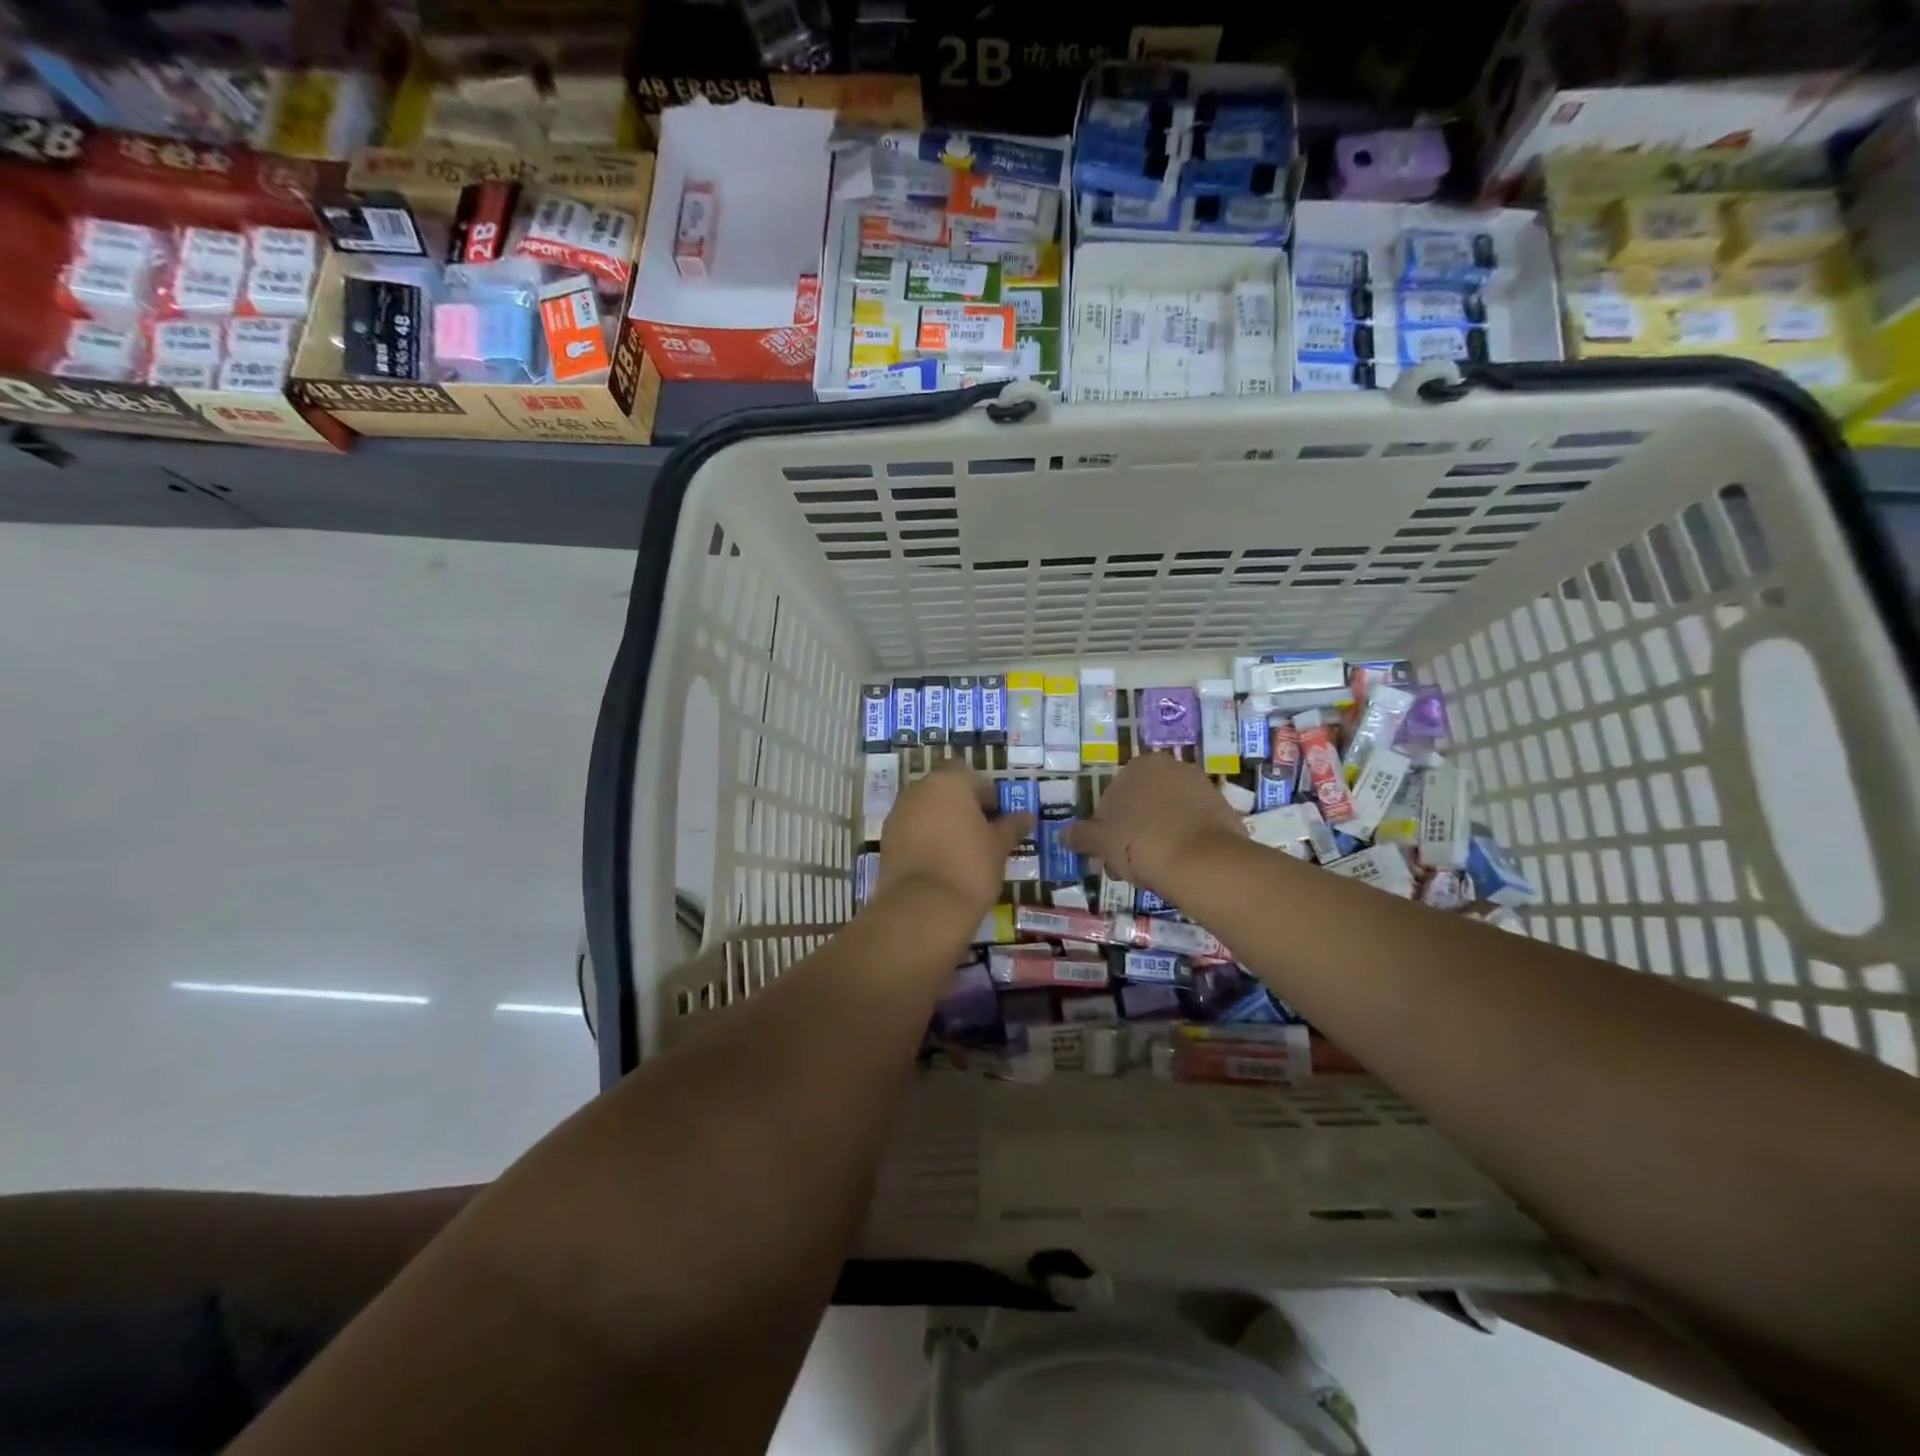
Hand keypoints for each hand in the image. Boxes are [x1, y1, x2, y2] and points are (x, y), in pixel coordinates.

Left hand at [877, 761, 1031, 918]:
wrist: (923, 906)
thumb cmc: (970, 866)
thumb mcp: (999, 846)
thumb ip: (1011, 826)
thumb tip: (1027, 816)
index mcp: (950, 782)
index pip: (974, 779)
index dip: (988, 798)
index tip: (998, 821)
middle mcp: (919, 789)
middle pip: (946, 790)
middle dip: (962, 806)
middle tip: (981, 834)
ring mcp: (898, 813)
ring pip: (926, 809)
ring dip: (942, 821)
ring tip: (960, 850)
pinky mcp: (886, 838)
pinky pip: (911, 829)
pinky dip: (924, 838)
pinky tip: (939, 862)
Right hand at [1062, 753, 1245, 895]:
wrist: (1201, 861)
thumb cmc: (1140, 842)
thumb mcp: (1101, 841)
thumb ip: (1082, 835)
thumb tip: (1064, 834)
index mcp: (1139, 765)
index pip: (1112, 797)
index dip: (1105, 828)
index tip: (1107, 853)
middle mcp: (1172, 768)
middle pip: (1142, 805)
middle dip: (1132, 832)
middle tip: (1126, 866)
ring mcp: (1201, 787)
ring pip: (1167, 816)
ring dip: (1156, 838)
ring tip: (1152, 871)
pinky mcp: (1223, 810)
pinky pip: (1192, 826)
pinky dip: (1182, 841)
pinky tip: (1177, 866)